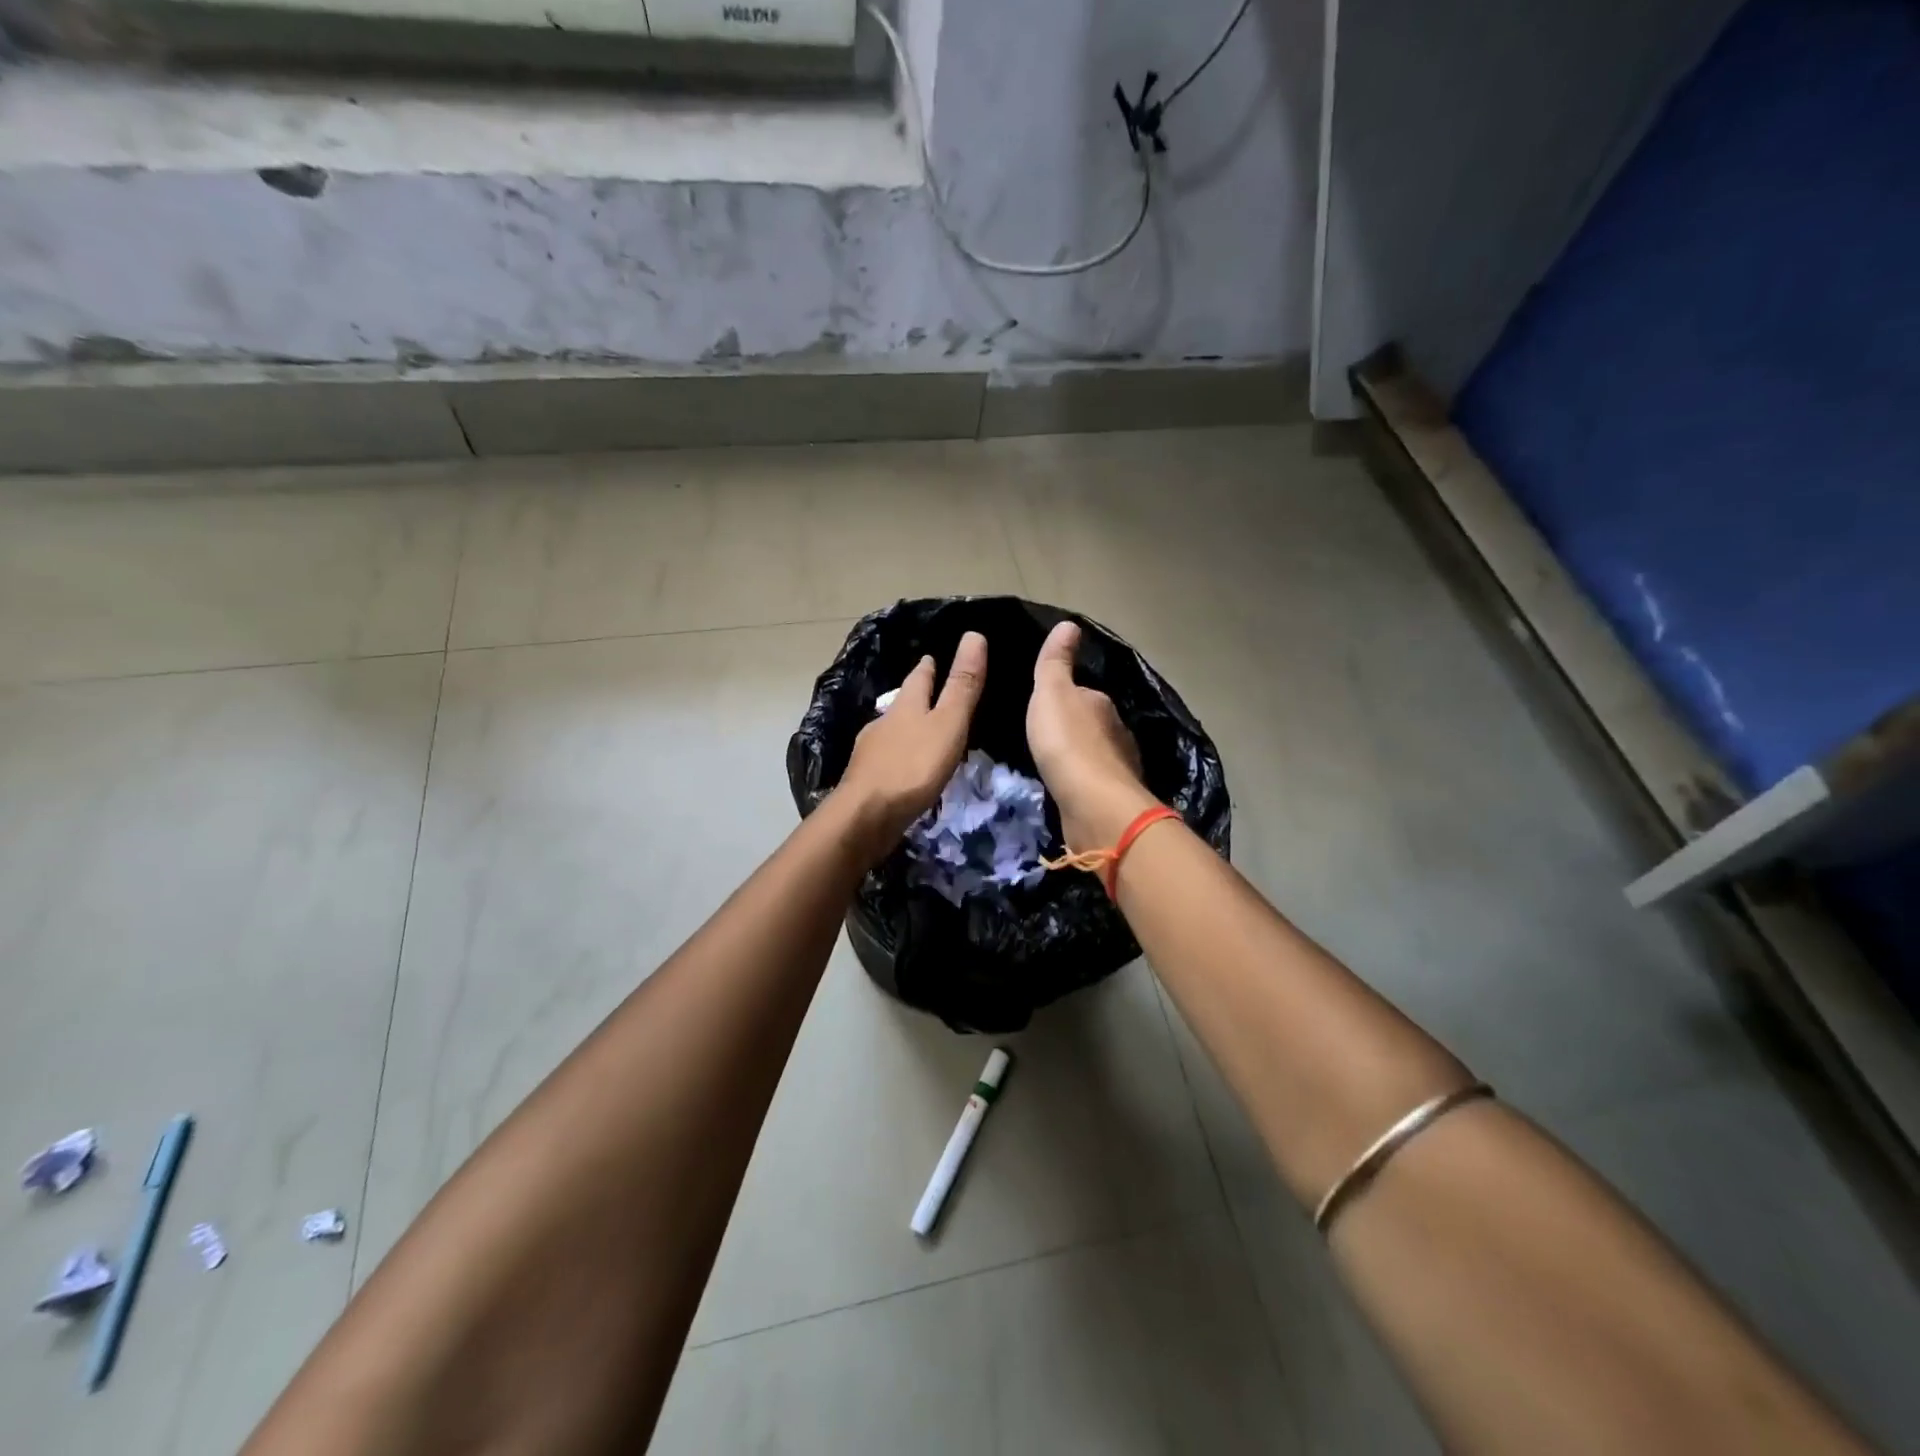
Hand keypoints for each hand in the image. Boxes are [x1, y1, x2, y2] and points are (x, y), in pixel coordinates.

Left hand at [835, 631, 987, 860]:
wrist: (866, 816)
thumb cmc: (913, 767)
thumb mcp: (948, 724)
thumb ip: (962, 686)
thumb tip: (973, 634)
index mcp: (905, 706)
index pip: (918, 678)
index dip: (928, 667)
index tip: (931, 657)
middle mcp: (883, 723)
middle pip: (902, 704)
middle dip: (914, 697)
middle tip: (927, 690)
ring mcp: (871, 753)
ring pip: (891, 732)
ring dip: (904, 728)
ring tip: (919, 730)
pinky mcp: (866, 780)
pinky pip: (886, 760)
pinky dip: (897, 757)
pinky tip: (903, 767)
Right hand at [1026, 621, 1158, 851]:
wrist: (1093, 804)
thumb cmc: (1067, 742)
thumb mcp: (1052, 693)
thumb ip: (1057, 662)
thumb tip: (1070, 624)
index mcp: (1101, 703)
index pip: (1083, 692)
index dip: (1064, 696)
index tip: (1044, 706)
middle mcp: (1117, 731)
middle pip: (1092, 724)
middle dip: (1074, 729)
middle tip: (1046, 737)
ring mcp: (1119, 765)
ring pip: (1097, 754)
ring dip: (1081, 757)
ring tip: (1055, 764)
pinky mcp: (1114, 797)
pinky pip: (1096, 782)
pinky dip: (1084, 782)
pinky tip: (1069, 789)